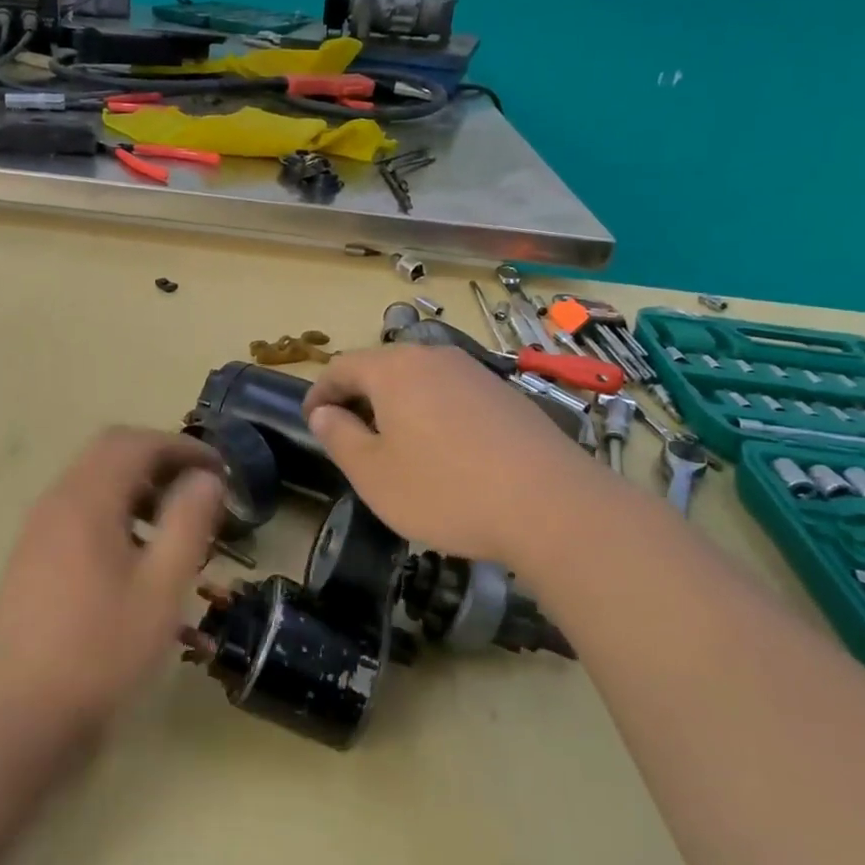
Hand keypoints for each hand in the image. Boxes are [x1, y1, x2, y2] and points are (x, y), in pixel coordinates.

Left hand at [0, 427, 223, 740]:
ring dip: (138, 488)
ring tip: (175, 526)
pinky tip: (137, 557)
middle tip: (199, 491)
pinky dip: (116, 512)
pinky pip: (80, 511)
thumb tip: (206, 478)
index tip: (219, 468)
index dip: (181, 447)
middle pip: (111, 453)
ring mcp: (39, 529)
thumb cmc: (99, 650)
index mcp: (87, 499)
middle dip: (160, 461)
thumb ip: (188, 523)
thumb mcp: (160, 588)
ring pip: (94, 482)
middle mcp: (57, 501)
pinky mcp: (33, 557)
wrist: (15, 714)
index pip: (135, 442)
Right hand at [302, 345, 597, 561]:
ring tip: (395, 446)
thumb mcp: (374, 474)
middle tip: (349, 437)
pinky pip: (452, 395)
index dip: (319, 393)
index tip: (311, 421)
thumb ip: (339, 437)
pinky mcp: (506, 395)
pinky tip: (444, 452)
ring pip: (420, 380)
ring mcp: (475, 373)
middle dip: (359, 398)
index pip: (341, 366)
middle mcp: (434, 358)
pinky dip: (433, 413)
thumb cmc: (446, 490)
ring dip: (397, 406)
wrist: (553, 506)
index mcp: (394, 369)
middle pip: (382, 368)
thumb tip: (324, 413)